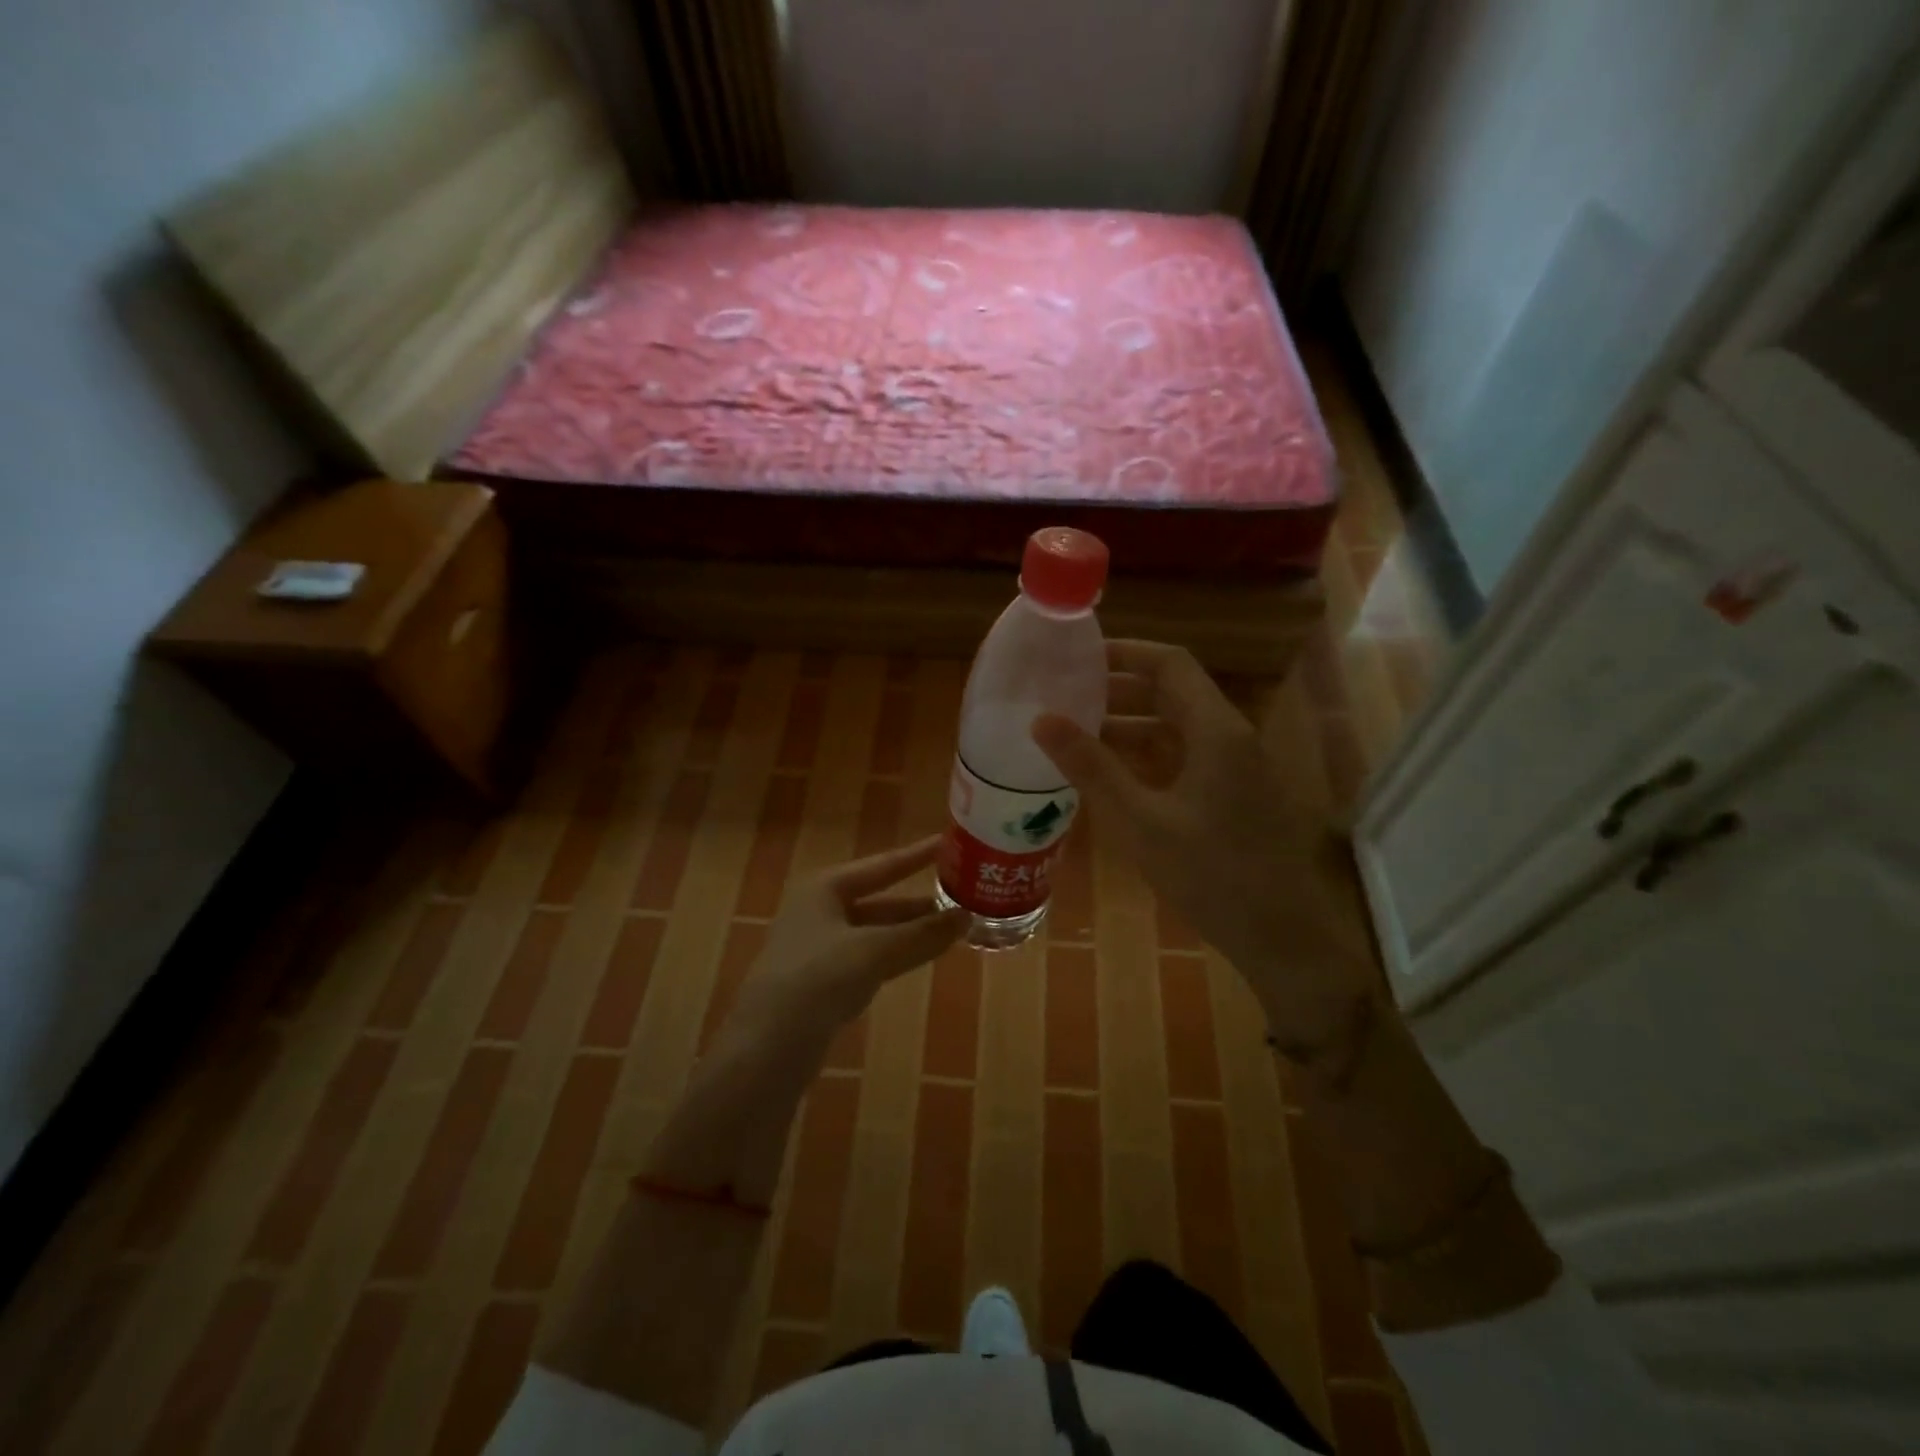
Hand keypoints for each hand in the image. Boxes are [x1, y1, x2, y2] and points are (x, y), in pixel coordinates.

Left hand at [725, 836, 968, 1058]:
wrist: (768, 1048)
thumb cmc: (817, 979)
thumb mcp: (874, 951)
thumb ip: (921, 934)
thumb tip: (967, 917)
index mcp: (825, 888)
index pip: (882, 865)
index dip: (917, 855)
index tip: (949, 842)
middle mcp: (820, 910)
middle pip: (880, 900)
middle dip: (919, 902)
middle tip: (963, 895)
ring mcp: (820, 947)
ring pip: (877, 932)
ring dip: (912, 931)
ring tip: (955, 927)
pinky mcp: (823, 982)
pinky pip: (869, 958)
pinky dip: (897, 955)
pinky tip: (922, 957)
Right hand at [1032, 640, 1371, 1051]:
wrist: (1284, 938)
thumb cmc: (1212, 875)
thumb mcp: (1141, 821)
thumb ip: (1092, 767)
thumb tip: (1042, 720)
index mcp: (1216, 731)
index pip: (1171, 664)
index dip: (1126, 653)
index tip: (1078, 657)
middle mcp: (1231, 737)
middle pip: (1174, 692)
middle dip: (1121, 689)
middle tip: (1068, 694)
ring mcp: (1237, 768)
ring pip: (1179, 727)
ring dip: (1132, 724)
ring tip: (1079, 732)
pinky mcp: (1235, 795)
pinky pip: (1187, 757)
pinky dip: (1149, 755)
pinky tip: (1113, 774)